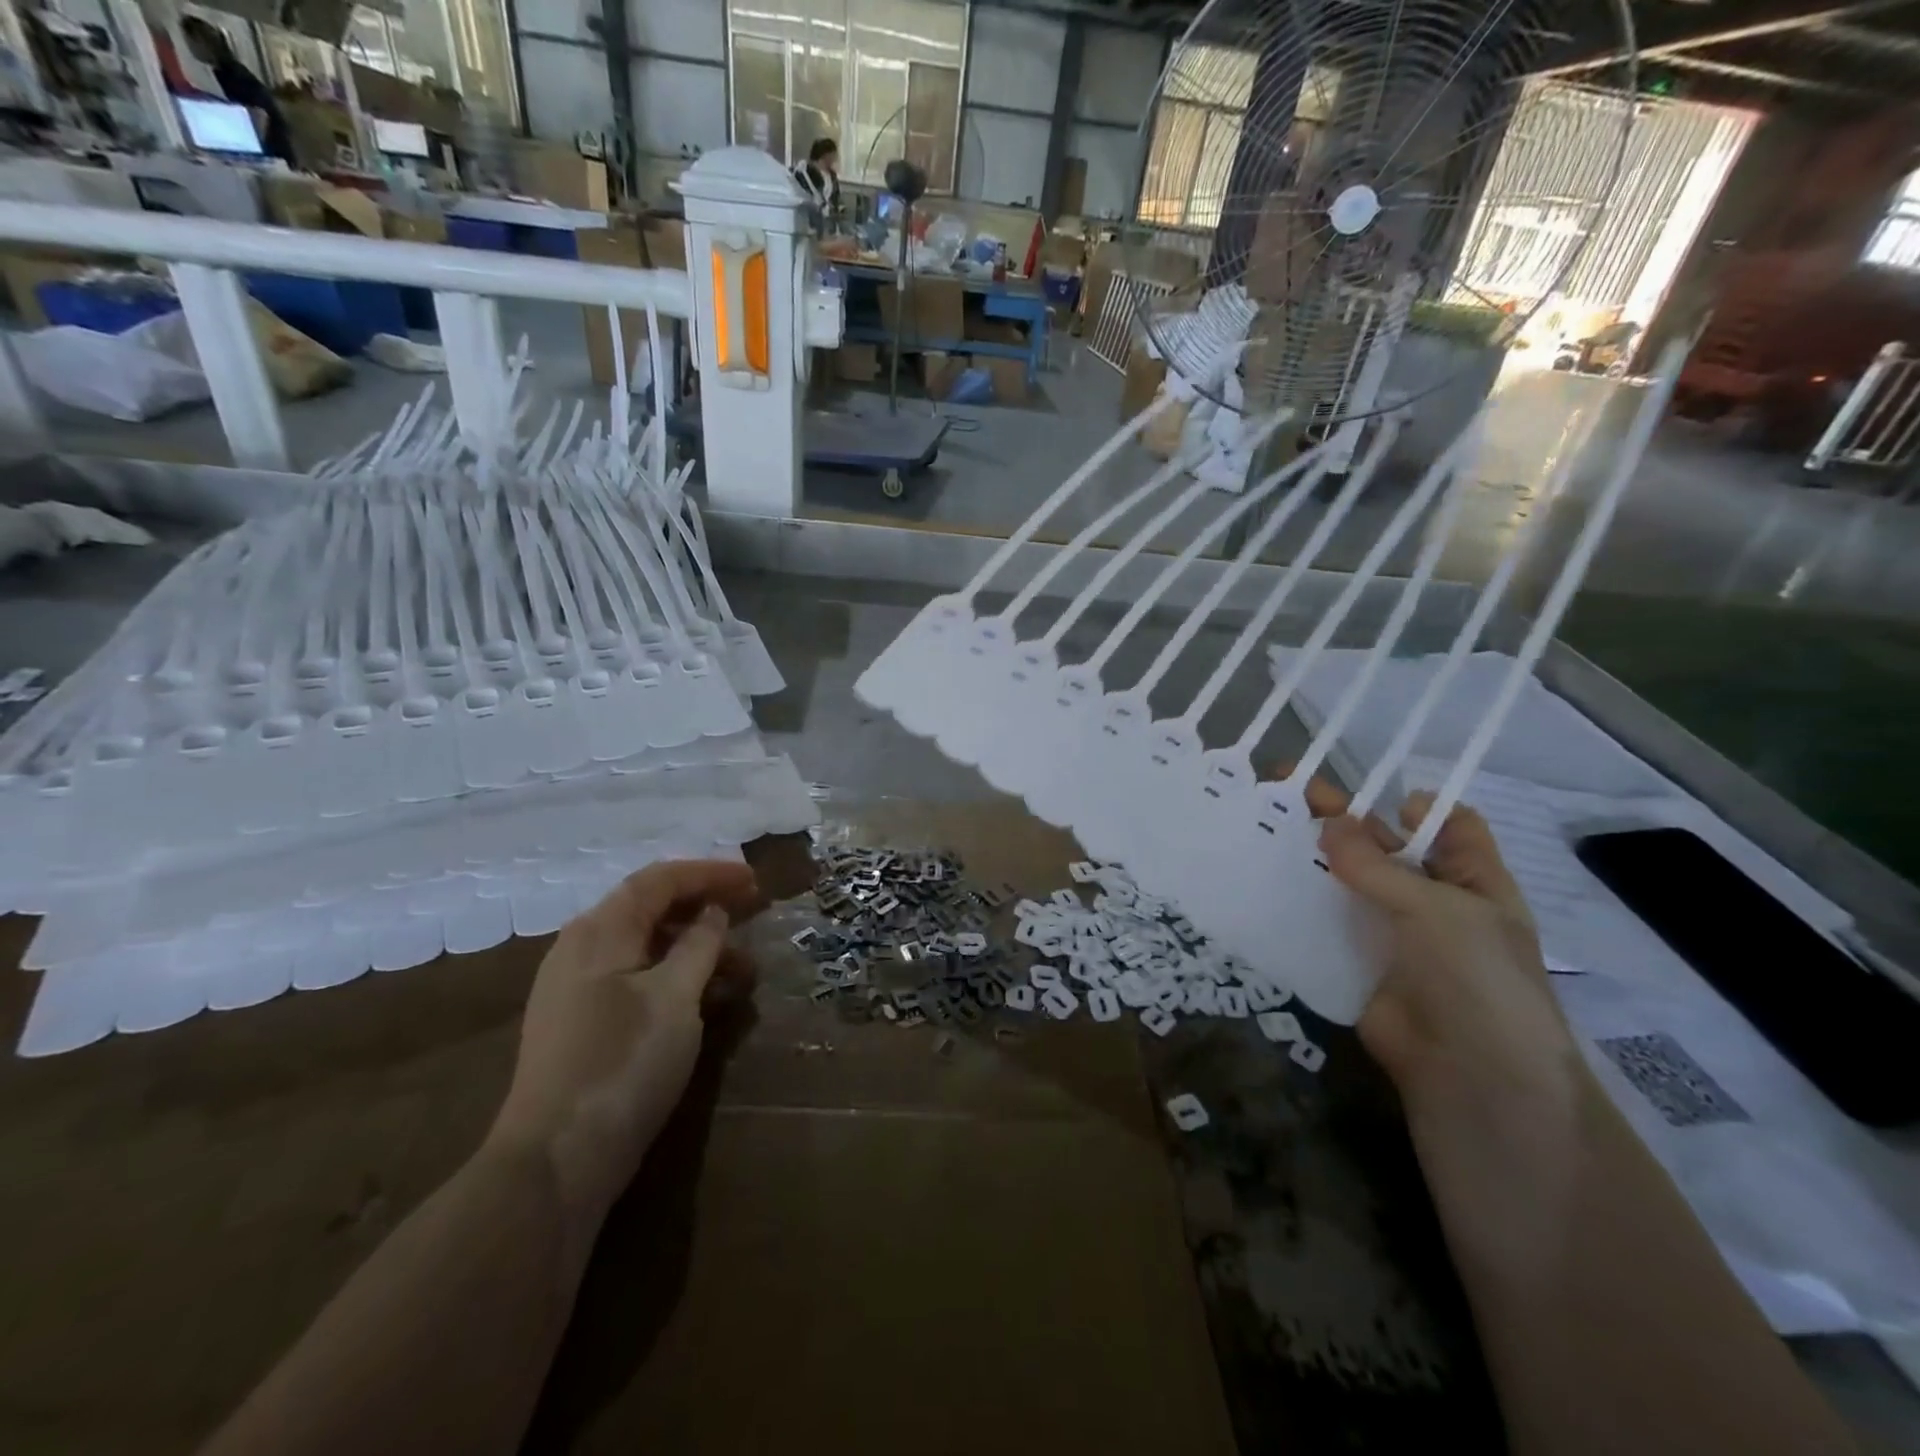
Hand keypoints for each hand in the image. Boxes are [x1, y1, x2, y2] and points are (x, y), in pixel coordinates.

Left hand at [486, 859, 761, 1226]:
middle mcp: (582, 949)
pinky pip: (637, 981)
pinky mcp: (582, 1025)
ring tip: (744, 971)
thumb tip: (712, 912)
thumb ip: (699, 944)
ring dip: (697, 950)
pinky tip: (707, 1001)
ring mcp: (577, 989)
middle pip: (651, 910)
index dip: (711, 873)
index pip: (660, 880)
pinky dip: (677, 979)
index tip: (755, 882)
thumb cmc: (622, 1064)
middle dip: (706, 909)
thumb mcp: (675, 997)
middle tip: (753, 916)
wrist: (555, 1162)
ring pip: (647, 949)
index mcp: (600, 931)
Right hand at [1282, 774, 1581, 1113]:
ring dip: (1311, 858)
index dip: (1411, 803)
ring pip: (1346, 883)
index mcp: (1471, 880)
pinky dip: (1295, 902)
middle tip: (1288, 790)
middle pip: (1384, 847)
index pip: (1447, 825)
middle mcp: (1430, 900)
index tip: (1363, 787)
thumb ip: (1375, 865)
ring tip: (1262, 827)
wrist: (1469, 1076)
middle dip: (1342, 820)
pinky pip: (1323, 922)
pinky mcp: (1353, 962)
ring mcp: (1389, 933)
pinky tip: (1257, 879)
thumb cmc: (1474, 977)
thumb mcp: (1434, 908)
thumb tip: (1328, 821)